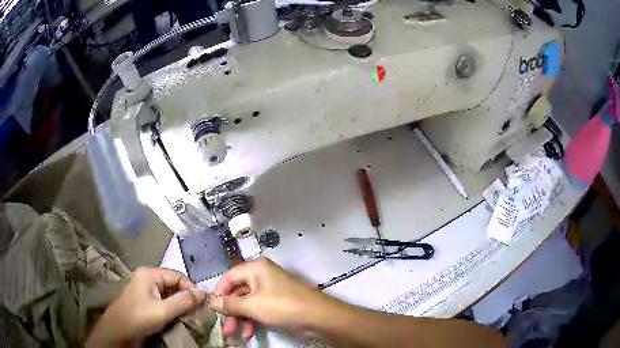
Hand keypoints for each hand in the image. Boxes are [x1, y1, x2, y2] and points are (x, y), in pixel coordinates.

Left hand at [87, 267, 207, 345]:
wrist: (118, 331)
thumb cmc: (139, 318)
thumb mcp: (164, 311)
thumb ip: (184, 301)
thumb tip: (205, 292)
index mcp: (149, 274)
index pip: (177, 276)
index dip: (192, 289)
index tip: (203, 304)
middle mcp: (146, 277)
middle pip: (172, 284)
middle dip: (186, 297)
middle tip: (198, 312)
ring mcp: (143, 288)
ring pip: (168, 293)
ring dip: (179, 303)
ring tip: (189, 316)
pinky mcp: (143, 299)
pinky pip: (161, 300)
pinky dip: (171, 307)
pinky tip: (177, 317)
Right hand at [210, 257, 338, 339]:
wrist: (317, 316)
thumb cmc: (281, 306)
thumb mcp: (252, 305)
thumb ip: (230, 304)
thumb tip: (212, 302)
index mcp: (255, 268)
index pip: (229, 277)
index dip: (219, 292)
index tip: (212, 308)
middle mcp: (261, 275)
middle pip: (238, 292)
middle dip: (230, 311)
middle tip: (224, 328)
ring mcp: (270, 289)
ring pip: (247, 303)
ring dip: (240, 318)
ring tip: (234, 334)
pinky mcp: (276, 302)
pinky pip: (258, 309)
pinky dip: (252, 320)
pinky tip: (249, 334)